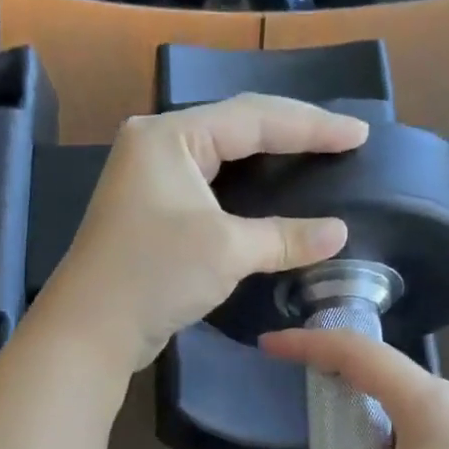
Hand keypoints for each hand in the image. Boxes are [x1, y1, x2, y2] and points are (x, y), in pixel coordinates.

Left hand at [39, 95, 366, 374]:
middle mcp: (156, 148)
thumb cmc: (155, 274)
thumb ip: (284, 236)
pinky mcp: (152, 214)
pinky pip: (210, 190)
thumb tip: (338, 233)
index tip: (358, 135)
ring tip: (314, 158)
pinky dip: (244, 192)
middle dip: (290, 134)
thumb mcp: (226, 250)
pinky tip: (271, 197)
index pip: (253, 118)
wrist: (90, 330)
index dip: (310, 126)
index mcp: (169, 136)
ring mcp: (150, 181)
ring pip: (222, 160)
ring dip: (267, 160)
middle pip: (236, 129)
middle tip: (341, 141)